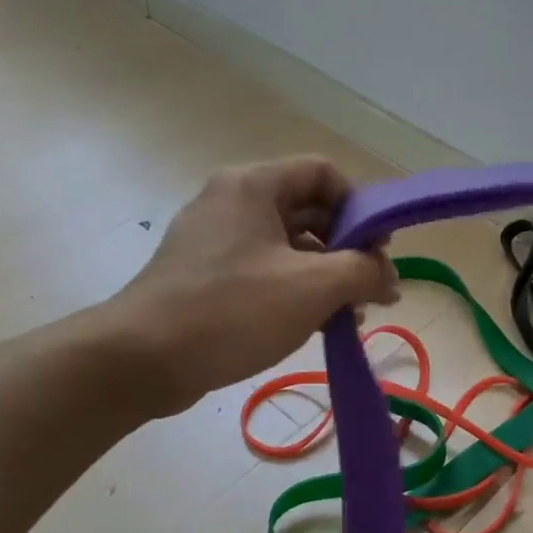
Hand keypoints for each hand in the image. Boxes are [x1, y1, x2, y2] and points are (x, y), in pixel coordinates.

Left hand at [113, 157, 397, 416]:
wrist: (142, 359)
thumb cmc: (232, 310)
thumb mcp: (312, 288)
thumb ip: (363, 272)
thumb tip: (390, 278)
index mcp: (254, 186)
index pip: (324, 173)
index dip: (360, 206)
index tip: (379, 250)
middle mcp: (232, 202)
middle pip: (308, 210)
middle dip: (347, 248)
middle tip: (371, 287)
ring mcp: (216, 241)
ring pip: (288, 246)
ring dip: (325, 276)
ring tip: (349, 314)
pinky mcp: (206, 276)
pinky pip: (264, 272)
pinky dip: (295, 291)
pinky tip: (314, 325)